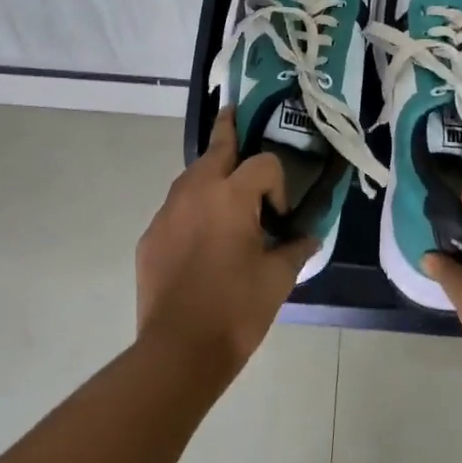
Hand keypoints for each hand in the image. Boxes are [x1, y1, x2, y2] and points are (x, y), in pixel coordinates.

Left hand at [135, 108, 317, 374]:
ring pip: (191, 177)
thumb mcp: (278, 278)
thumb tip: (310, 236)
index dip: (279, 184)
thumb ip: (296, 248)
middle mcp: (194, 192)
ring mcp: (166, 212)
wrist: (179, 349)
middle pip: (216, 149)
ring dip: (210, 174)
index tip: (281, 217)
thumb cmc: (237, 308)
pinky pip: (175, 209)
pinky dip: (192, 209)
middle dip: (228, 131)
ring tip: (225, 188)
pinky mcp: (150, 236)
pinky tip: (201, 237)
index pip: (263, 164)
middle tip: (234, 113)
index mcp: (230, 195)